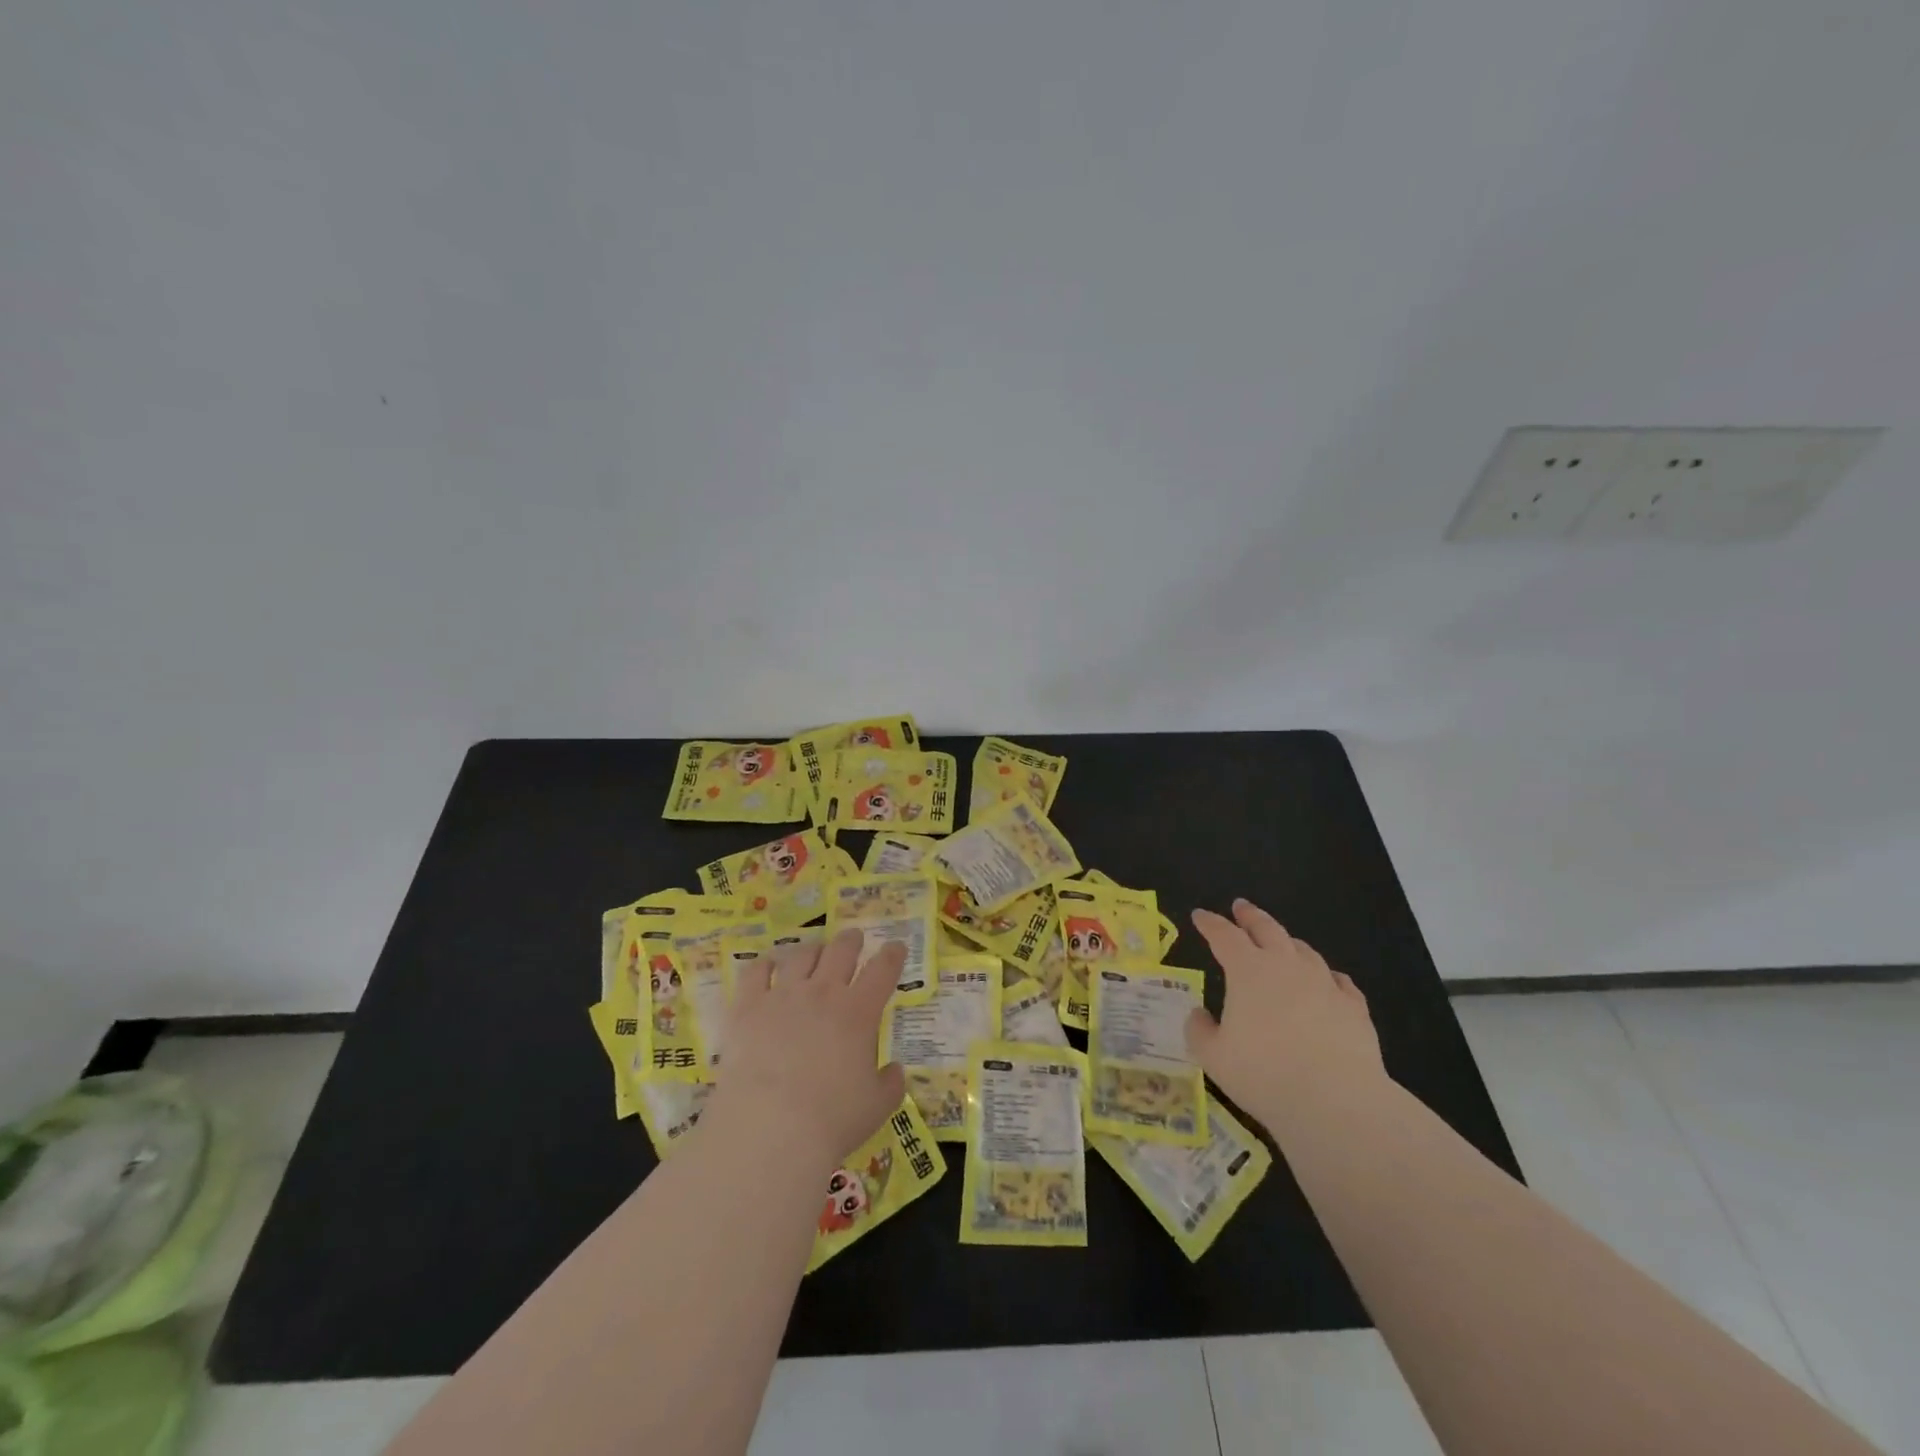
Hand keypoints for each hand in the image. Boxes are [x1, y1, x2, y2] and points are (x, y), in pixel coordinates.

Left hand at [708, 929, 906, 1170]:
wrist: (769, 1129)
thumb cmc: (832, 1120)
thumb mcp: (878, 1106)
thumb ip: (891, 1084)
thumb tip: (895, 1070)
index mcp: (859, 1012)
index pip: (883, 970)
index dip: (892, 955)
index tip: (896, 947)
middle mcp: (823, 993)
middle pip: (841, 951)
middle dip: (851, 941)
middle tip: (854, 939)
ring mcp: (783, 996)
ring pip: (800, 955)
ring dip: (812, 949)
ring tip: (814, 950)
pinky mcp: (747, 1007)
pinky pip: (755, 972)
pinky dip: (764, 964)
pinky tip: (767, 965)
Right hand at [1186, 898, 1384, 1133]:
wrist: (1336, 1101)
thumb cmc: (1263, 1074)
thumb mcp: (1213, 1057)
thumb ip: (1200, 1031)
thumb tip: (1198, 1015)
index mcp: (1248, 971)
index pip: (1224, 936)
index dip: (1209, 924)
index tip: (1199, 916)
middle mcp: (1286, 966)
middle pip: (1267, 929)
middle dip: (1250, 916)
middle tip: (1241, 907)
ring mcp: (1324, 984)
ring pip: (1304, 951)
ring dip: (1288, 942)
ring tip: (1283, 942)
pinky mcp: (1354, 1008)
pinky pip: (1339, 982)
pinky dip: (1327, 976)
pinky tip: (1329, 980)